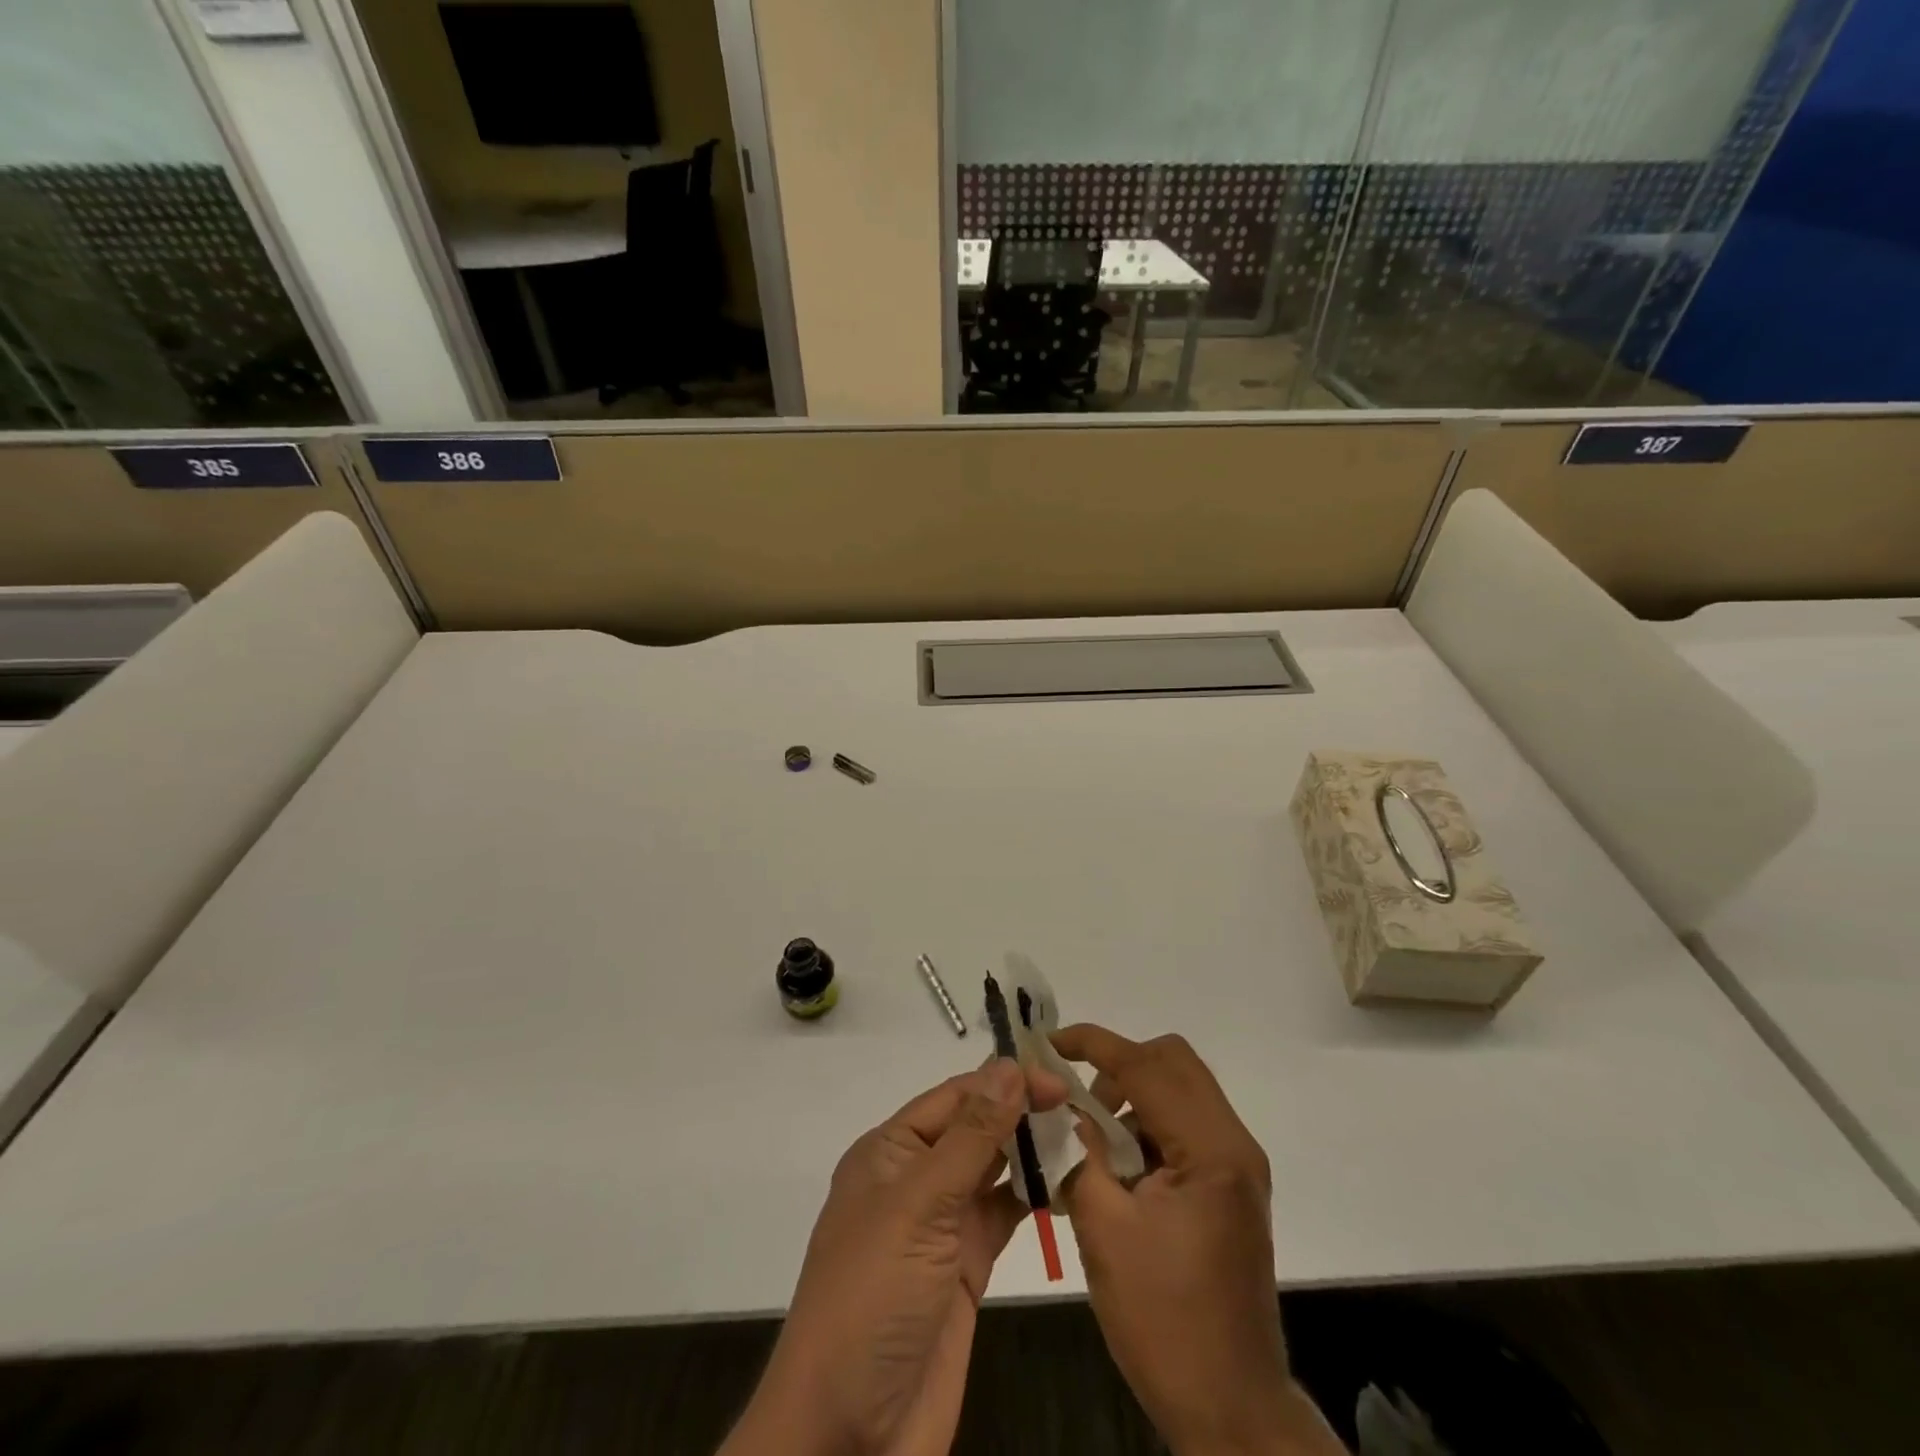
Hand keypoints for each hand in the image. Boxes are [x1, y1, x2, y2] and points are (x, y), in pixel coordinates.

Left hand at [724, 1058, 1066, 1455]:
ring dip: (1031, 1152)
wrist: (849, 1436)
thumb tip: (1008, 1064)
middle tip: (1081, 1102)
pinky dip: (1033, 1197)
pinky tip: (1067, 1183)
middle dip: (1020, 1111)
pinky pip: (1003, 1215)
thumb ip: (970, 1136)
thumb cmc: (872, 1299)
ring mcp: (941, 1224)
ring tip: (1083, 1134)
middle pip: (974, 1128)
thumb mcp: (919, 1206)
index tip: (1058, 1078)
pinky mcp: (965, 1266)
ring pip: (993, 1169)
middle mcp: (915, 1179)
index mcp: (890, 1152)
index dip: (1003, 1082)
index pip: (953, 1097)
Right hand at [1051, 1025, 1339, 1455]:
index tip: (1049, 1043)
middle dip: (1118, 1067)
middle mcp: (1233, 1145)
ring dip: (1132, 1100)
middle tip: (1078, 1100)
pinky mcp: (1230, 1189)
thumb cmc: (1164, 1321)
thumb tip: (1058, 1109)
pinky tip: (1116, 1174)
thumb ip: (1078, 1153)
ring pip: (1180, 1093)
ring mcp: (1236, 1167)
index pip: (1147, 1066)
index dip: (1094, 1045)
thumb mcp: (1104, 1229)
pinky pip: (1184, 1129)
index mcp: (1211, 1150)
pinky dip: (1147, 1130)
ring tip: (1092, 1147)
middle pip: (1173, 1064)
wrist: (1231, 1411)